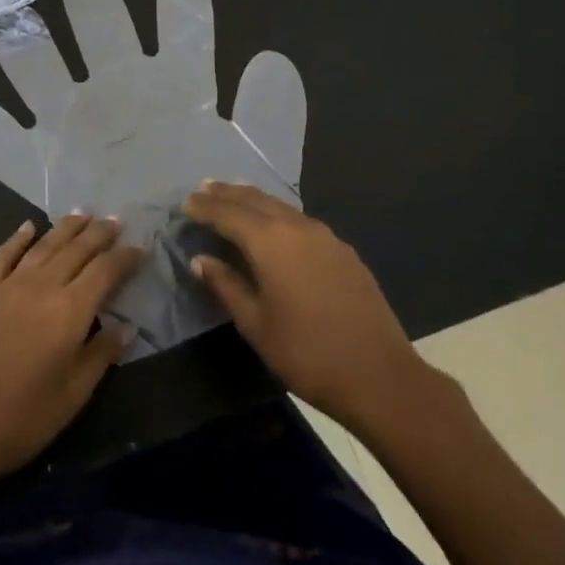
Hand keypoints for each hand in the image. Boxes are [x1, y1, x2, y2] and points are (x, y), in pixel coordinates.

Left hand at [0, 214, 142, 485]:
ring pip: (43, 245)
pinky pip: (3, 256)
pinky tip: (28, 226)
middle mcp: (41, 287)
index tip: (140, 249)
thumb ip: (101, 355)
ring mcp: (8, 286)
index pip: (105, 271)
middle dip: (99, 234)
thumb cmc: (23, 418)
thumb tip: (125, 326)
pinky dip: (17, 238)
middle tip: (115, 220)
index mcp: (69, 311)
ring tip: (82, 213)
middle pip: (76, 250)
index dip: (125, 258)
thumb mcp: (74, 395)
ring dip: (65, 227)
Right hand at [184, 182, 453, 435]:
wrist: (379, 375)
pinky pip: (300, 220)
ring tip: (233, 196)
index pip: (228, 213)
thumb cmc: (306, 353)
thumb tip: (201, 260)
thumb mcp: (255, 324)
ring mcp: (325, 236)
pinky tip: (274, 224)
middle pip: (255, 200)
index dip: (204, 207)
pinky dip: (278, 213)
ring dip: (253, 199)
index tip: (185, 203)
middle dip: (227, 194)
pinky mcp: (343, 251)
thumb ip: (226, 285)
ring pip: (280, 206)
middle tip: (204, 189)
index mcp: (270, 242)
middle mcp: (297, 227)